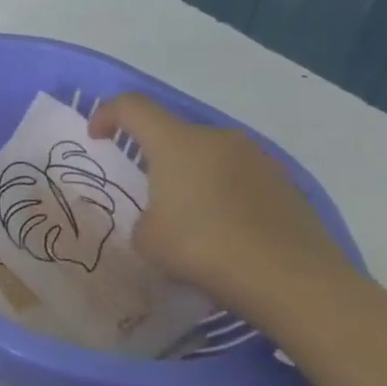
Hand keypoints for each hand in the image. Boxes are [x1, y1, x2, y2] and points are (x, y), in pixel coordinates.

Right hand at [89, 93, 352, 314]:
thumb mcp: (147, 238)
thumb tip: (164, 216)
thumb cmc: (202, 248)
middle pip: (174, 132)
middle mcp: (218, 138)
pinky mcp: (285, 182)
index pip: (133, 107)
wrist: (290, 278)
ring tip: (187, 216)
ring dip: (191, 174)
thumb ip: (145, 216)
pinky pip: (238, 176)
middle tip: (145, 190)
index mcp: (177, 143)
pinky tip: (222, 230)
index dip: (107, 114)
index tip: (96, 137)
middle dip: (154, 154)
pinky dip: (222, 192)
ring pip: (209, 155)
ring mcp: (258, 158)